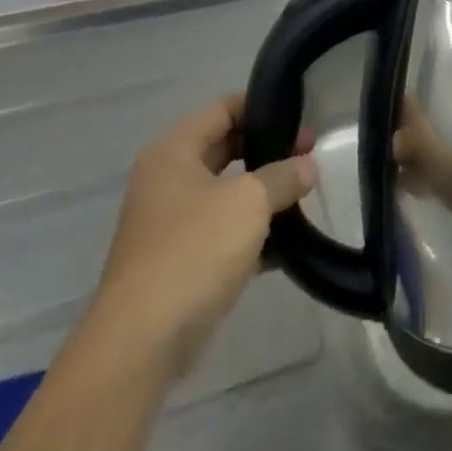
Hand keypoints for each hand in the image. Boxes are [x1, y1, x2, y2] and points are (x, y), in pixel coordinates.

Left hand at [86, 95, 315, 378]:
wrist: (141, 343)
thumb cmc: (193, 251)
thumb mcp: (249, 202)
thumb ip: (283, 176)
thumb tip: (307, 166)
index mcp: (173, 153)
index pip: (222, 109)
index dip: (262, 107)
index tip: (300, 115)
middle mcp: (167, 182)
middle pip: (225, 149)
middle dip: (269, 151)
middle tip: (310, 154)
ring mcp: (172, 225)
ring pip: (227, 194)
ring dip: (264, 194)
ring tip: (306, 194)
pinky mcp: (181, 263)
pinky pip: (224, 233)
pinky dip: (254, 233)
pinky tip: (289, 242)